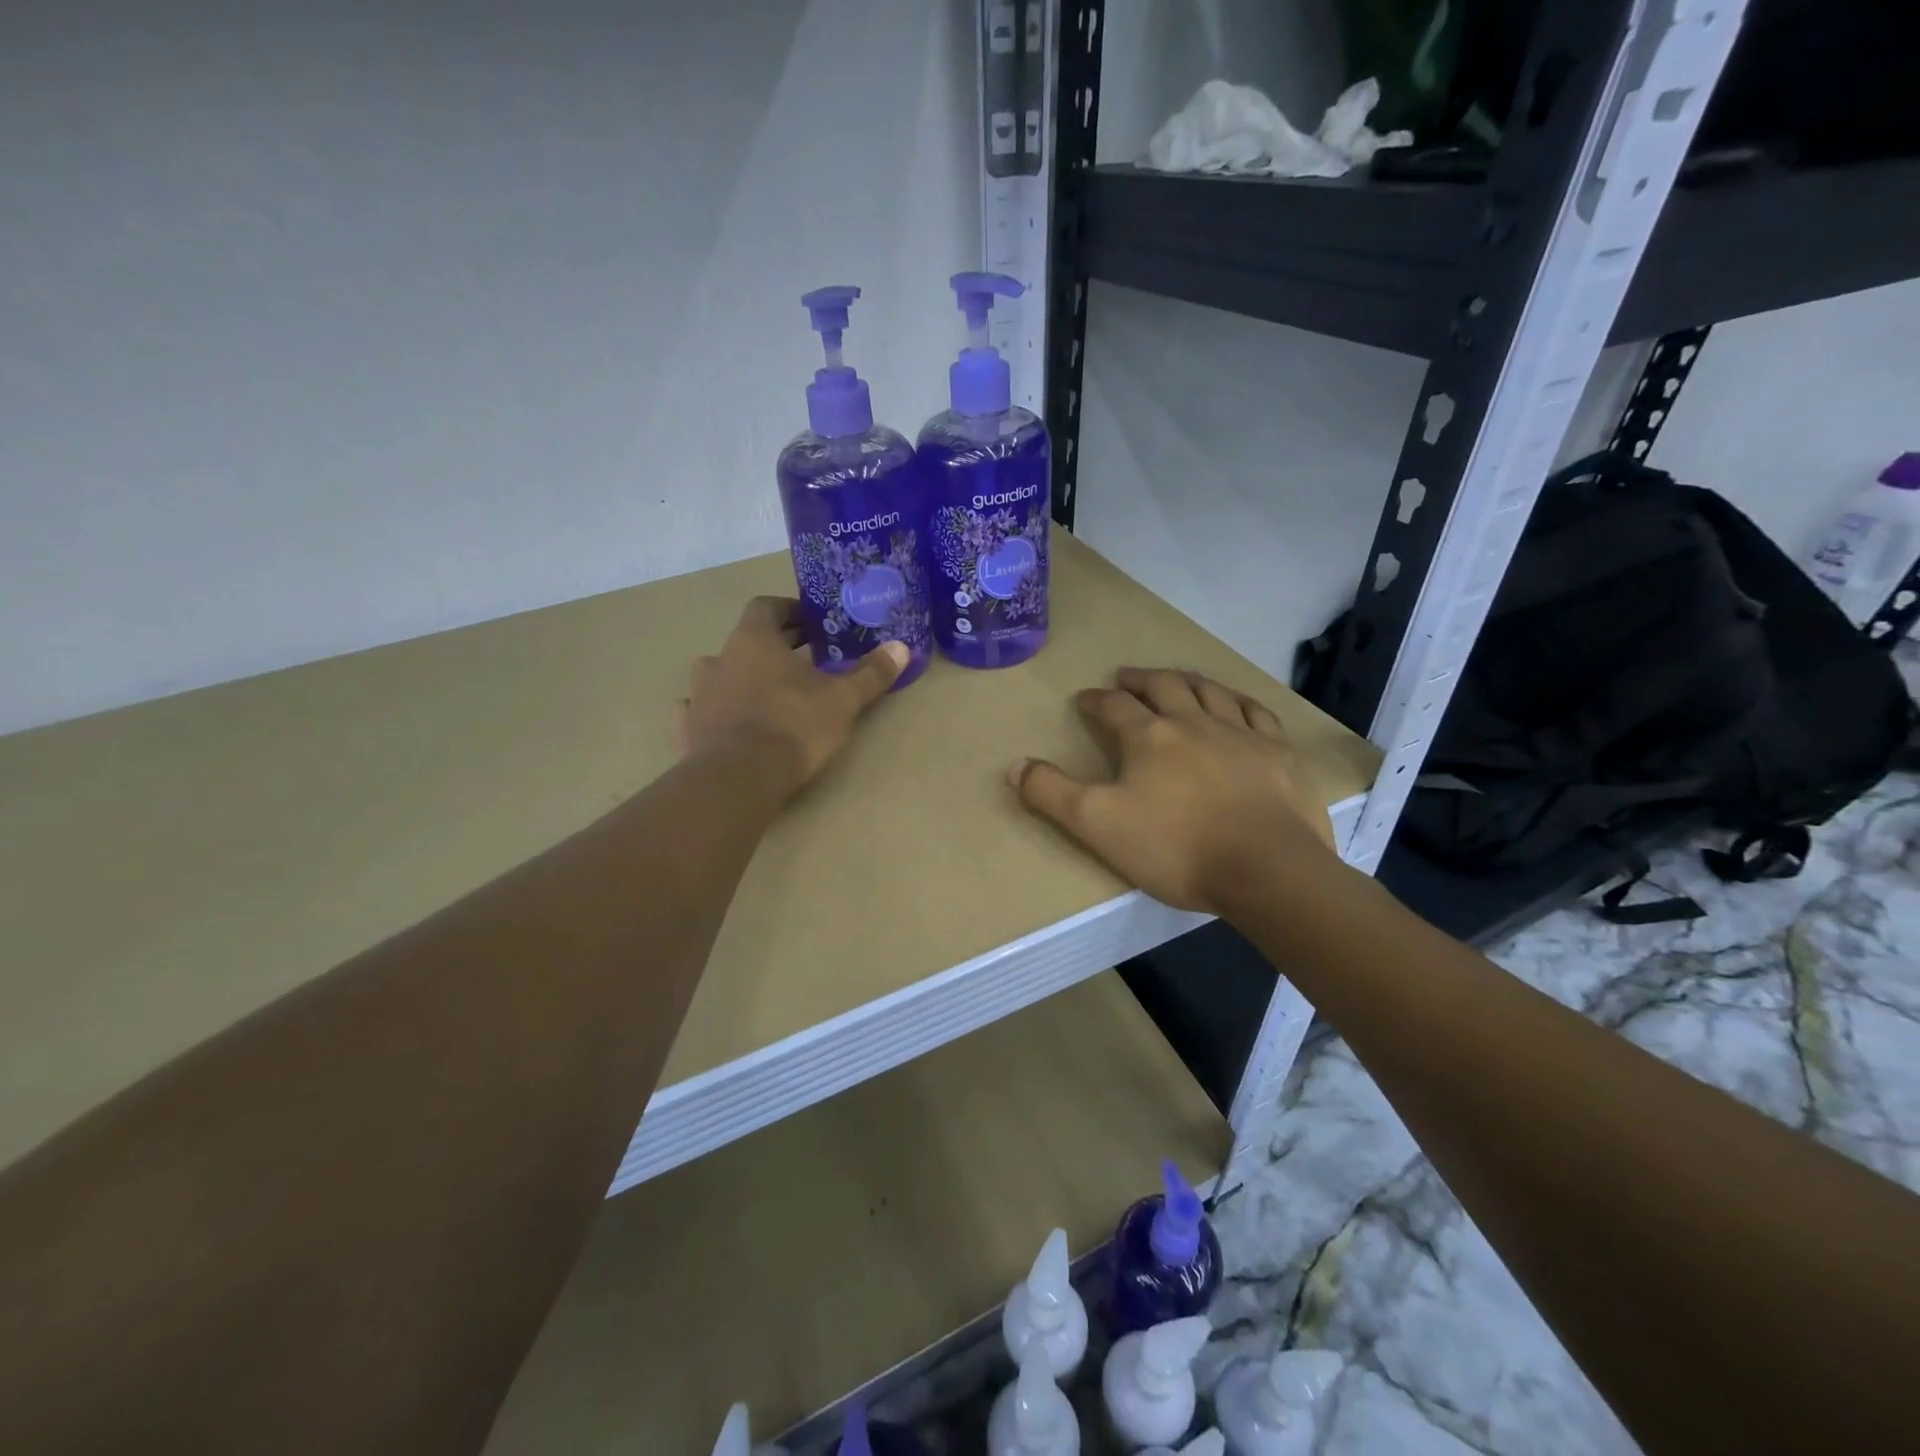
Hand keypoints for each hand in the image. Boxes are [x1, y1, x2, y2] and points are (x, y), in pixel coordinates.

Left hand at [676, 597, 906, 797]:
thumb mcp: (843, 699)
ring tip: (766, 694)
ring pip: (718, 673)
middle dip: (774, 646)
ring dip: (740, 677)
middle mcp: (720, 658)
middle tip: (803, 660)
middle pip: (745, 640)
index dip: (789, 611)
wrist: (739, 777)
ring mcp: (699, 694)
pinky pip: (699, 710)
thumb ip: (871, 673)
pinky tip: (729, 724)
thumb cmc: (794, 725)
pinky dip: (715, 711)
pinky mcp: (688, 728)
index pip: (766, 607)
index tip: (811, 624)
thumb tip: (902, 647)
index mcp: (754, 640)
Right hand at [1011, 668, 1337, 914]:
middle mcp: (1193, 722)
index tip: (1084, 698)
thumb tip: (1014, 765)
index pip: (1114, 707)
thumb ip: (1051, 793)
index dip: (1095, 700)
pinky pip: (1256, 712)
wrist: (1266, 869)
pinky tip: (1236, 703)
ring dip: (1187, 680)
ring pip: (1210, 692)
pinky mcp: (1278, 753)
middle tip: (1126, 677)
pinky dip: (1239, 701)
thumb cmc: (1175, 847)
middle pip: (1164, 686)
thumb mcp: (1097, 825)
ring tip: (1176, 679)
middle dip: (1140, 679)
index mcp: (1149, 737)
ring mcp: (1241, 734)